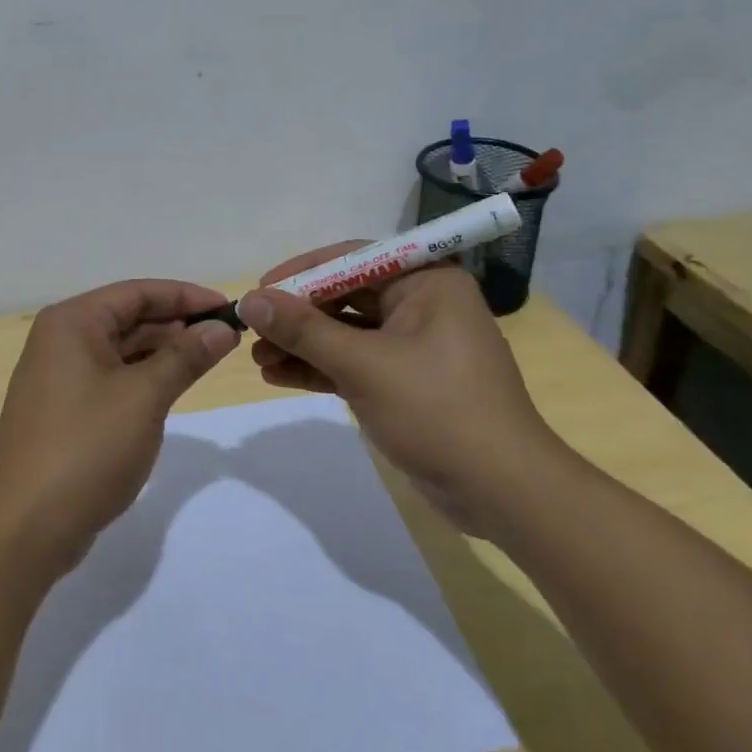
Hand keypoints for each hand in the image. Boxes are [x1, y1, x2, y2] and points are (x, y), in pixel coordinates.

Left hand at [0, 279, 239, 573]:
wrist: (28, 526)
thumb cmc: (87, 449)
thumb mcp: (145, 397)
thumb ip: (186, 357)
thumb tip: (222, 328)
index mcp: (71, 323)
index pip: (137, 292)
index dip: (186, 296)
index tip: (230, 308)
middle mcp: (60, 340)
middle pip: (127, 317)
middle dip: (177, 324)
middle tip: (226, 337)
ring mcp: (58, 376)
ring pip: (120, 349)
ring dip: (163, 351)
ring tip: (209, 359)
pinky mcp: (63, 409)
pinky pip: (110, 378)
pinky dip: (142, 377)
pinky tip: (173, 387)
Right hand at [240, 247, 574, 535]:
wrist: (501, 492)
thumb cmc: (438, 410)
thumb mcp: (364, 365)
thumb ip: (303, 330)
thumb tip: (249, 300)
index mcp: (426, 282)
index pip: (352, 259)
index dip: (302, 272)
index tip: (259, 291)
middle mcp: (421, 305)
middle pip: (344, 296)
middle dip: (297, 315)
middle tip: (251, 331)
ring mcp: (413, 346)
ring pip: (345, 333)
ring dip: (302, 345)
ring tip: (256, 359)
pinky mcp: (405, 382)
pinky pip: (354, 363)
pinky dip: (319, 368)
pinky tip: (278, 376)